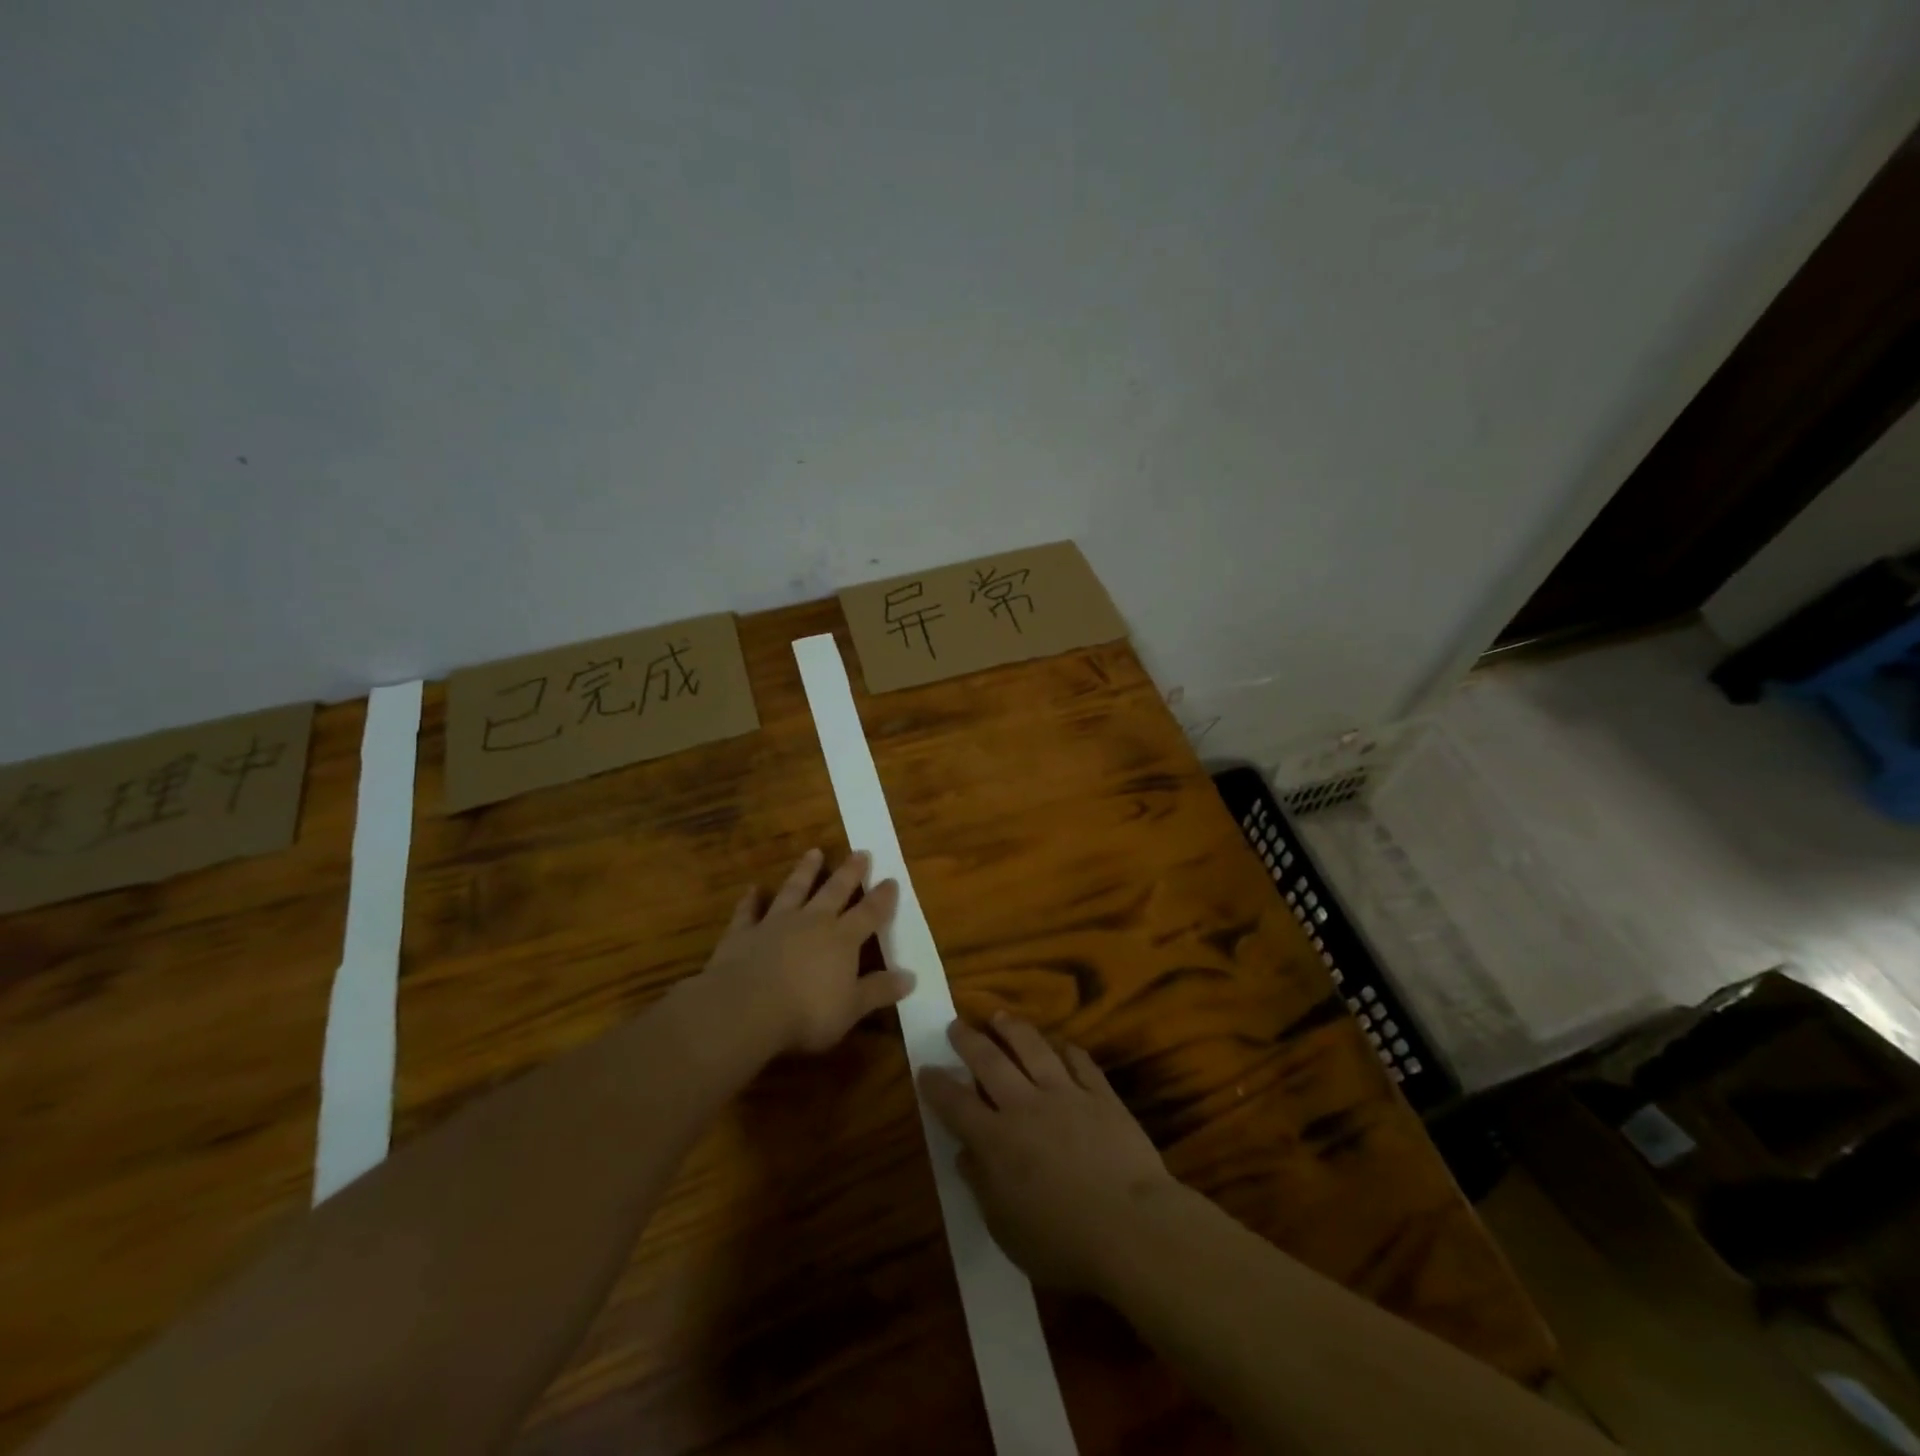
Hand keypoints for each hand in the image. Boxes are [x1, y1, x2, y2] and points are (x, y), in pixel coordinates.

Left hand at [697, 848, 914, 1055]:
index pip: (869, 913)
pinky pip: (748, 911)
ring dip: (805, 871)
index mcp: (842, 939)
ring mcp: (775, 923)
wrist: (745, 1008)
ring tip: (814, 852)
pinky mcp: (743, 933)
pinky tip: (752, 889)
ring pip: (794, 890)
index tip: (891, 880)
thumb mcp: (852, 1007)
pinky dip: (751, 900)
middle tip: (860, 852)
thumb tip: (911, 977)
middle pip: (834, 891)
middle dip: (850, 872)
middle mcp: (812, 922)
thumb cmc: (807, 1012)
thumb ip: (879, 990)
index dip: (882, 898)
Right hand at [918, 1013, 1178, 1293]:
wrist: (1131, 1227)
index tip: (925, 1068)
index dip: (937, 1084)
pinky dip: (1069, 1051)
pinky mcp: (1101, 1095)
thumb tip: (964, 1155)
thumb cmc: (1063, 1243)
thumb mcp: (1007, 1230)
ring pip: (1033, 1049)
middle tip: (955, 1024)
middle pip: (990, 1062)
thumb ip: (982, 1187)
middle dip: (968, 1040)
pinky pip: (1081, 1063)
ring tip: (1000, 1017)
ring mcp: (1066, 1094)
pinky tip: (1063, 1045)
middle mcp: (1025, 1106)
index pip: (955, 1104)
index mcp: (996, 1141)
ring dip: (1013, 1029)